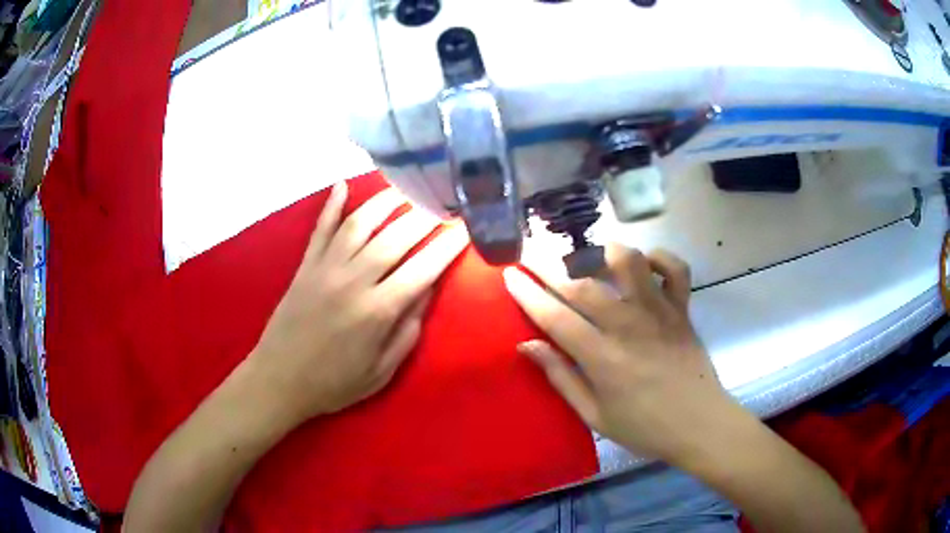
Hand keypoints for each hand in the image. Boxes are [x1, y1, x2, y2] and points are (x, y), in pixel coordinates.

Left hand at [250, 182, 468, 423]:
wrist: (279, 380)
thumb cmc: (334, 383)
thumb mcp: (381, 371)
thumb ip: (408, 330)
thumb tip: (428, 290)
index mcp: (377, 311)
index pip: (423, 269)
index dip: (448, 246)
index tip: (466, 227)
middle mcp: (353, 280)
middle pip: (395, 237)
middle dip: (425, 215)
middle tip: (444, 199)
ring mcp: (326, 267)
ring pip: (360, 223)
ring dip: (386, 201)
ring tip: (407, 186)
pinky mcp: (305, 265)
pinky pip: (321, 228)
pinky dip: (332, 205)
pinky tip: (343, 185)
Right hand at [503, 244, 732, 463]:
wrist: (699, 424)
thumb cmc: (644, 427)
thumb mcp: (595, 415)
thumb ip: (561, 378)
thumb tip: (527, 345)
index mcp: (603, 358)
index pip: (555, 317)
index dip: (527, 293)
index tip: (510, 275)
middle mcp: (629, 326)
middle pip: (582, 283)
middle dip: (549, 266)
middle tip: (533, 257)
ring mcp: (659, 312)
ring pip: (629, 261)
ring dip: (603, 252)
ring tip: (588, 259)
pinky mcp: (682, 308)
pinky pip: (675, 268)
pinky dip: (658, 257)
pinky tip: (643, 266)